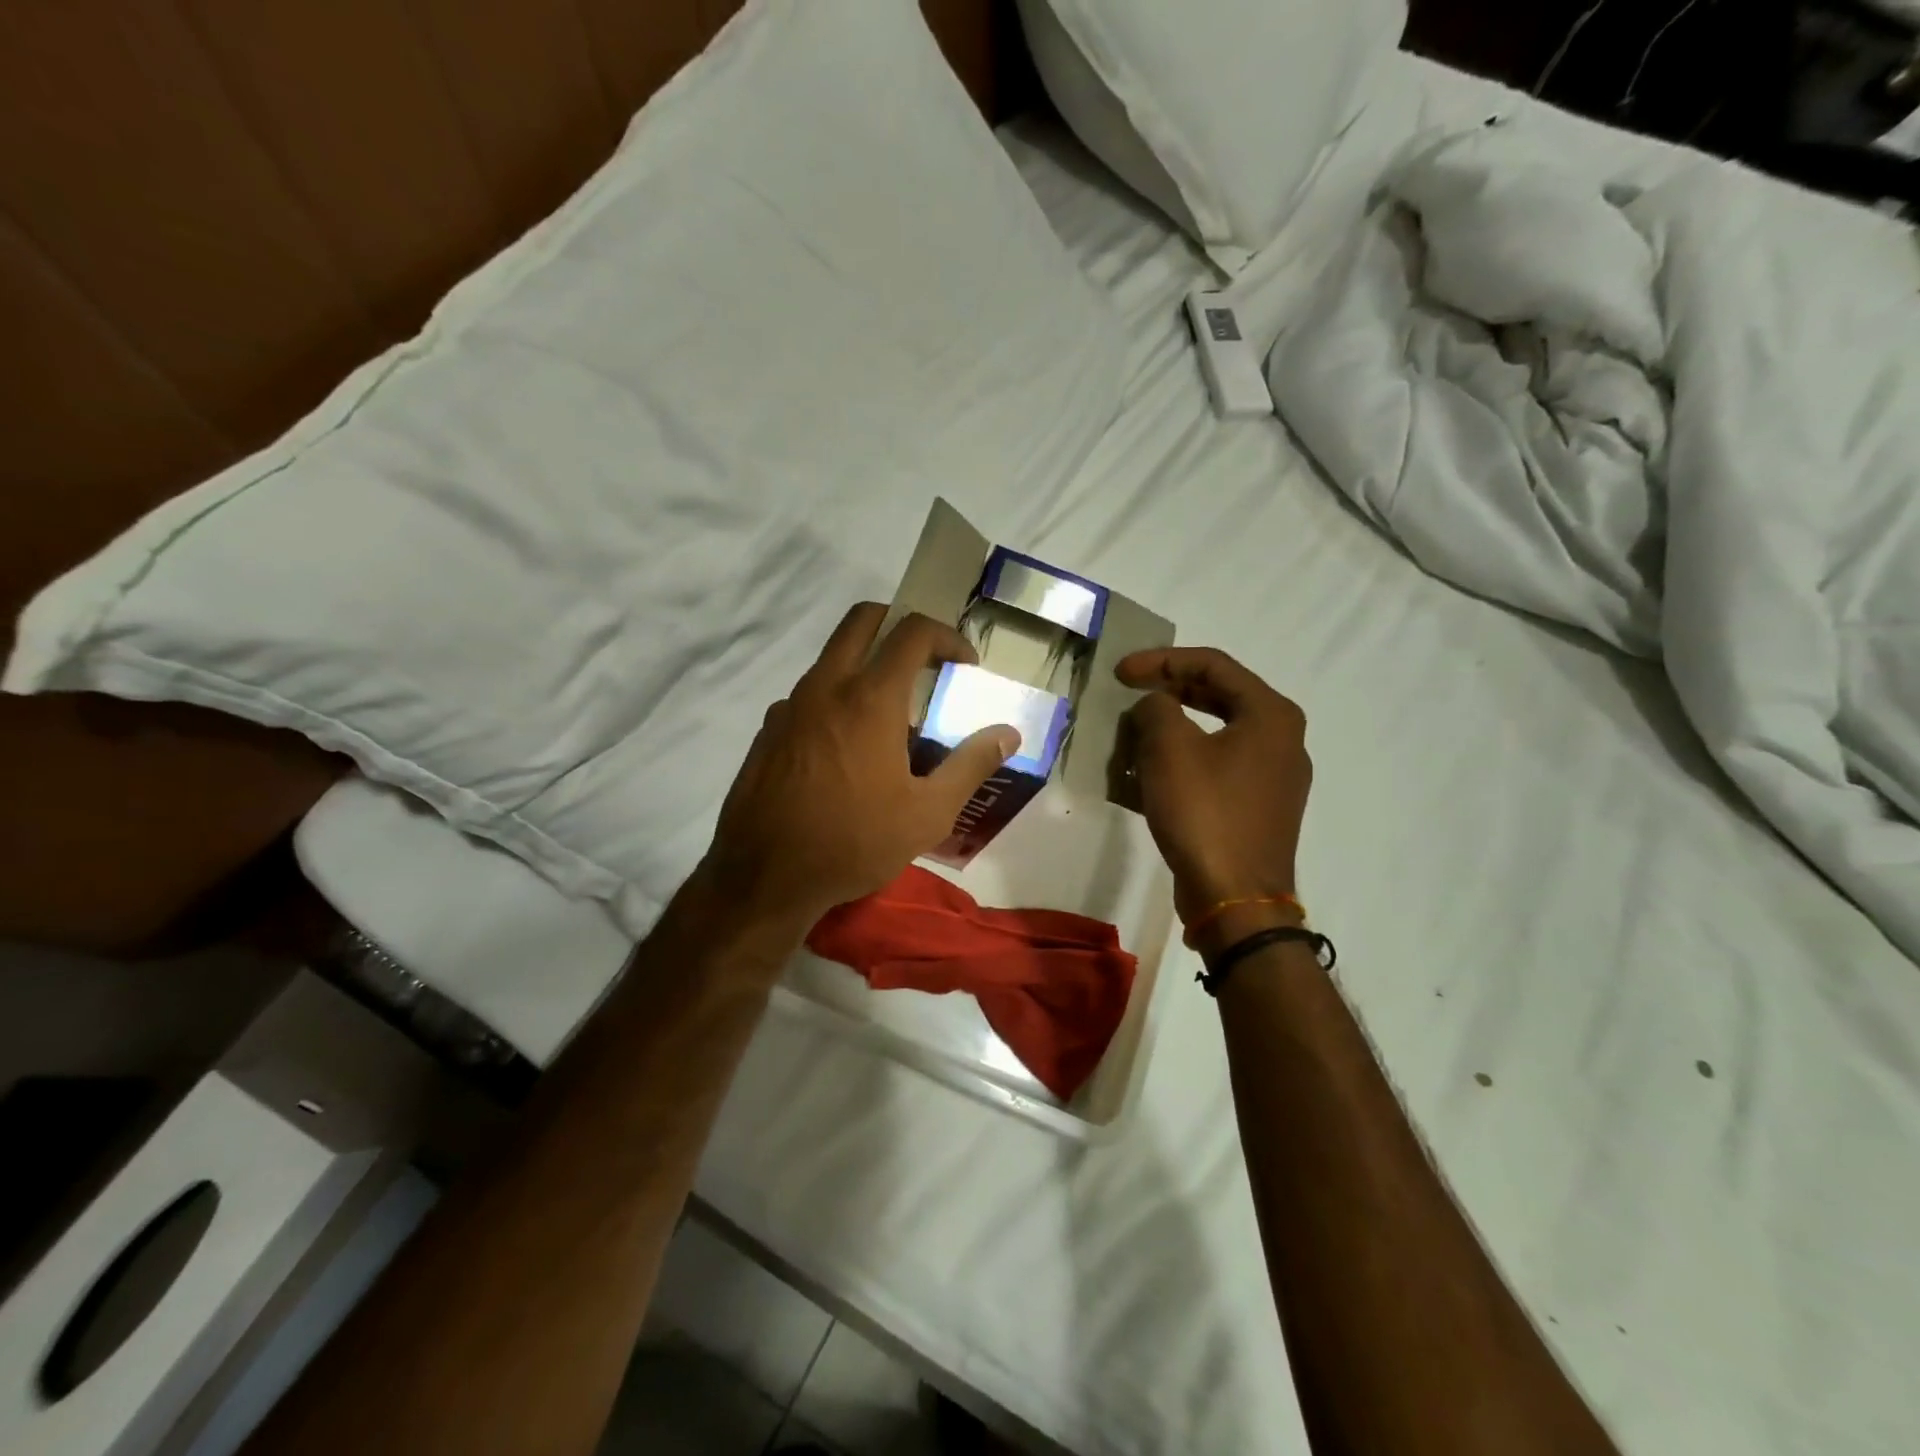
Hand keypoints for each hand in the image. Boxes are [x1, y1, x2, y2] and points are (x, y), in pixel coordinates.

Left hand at [700, 603, 1017, 934]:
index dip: (947, 636)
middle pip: (863, 620)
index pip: (912, 632)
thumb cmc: (854, 842)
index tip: (966, 663)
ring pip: (832, 658)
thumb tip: (1008, 733)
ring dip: (866, 665)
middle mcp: (826, 687)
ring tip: (890, 716)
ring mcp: (790, 706)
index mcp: (869, 698)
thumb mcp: (928, 813)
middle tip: (925, 659)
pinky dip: (836, 699)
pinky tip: (847, 750)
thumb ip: (971, 765)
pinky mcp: (768, 731)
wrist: (764, 877)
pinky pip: (809, 695)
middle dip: (899, 624)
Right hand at [1117, 647, 1311, 957]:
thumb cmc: (1205, 813)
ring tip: (1133, 734)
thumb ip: (1156, 708)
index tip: (1120, 672)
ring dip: (1171, 729)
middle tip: (1129, 692)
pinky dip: (1182, 762)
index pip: (1213, 665)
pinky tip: (1148, 775)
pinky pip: (1216, 768)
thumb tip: (1155, 706)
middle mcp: (1282, 739)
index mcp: (1270, 714)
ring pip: (1214, 734)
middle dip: (1168, 691)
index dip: (1161, 660)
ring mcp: (1273, 777)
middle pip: (1218, 696)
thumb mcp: (1169, 749)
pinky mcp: (1258, 808)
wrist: (1235, 899)